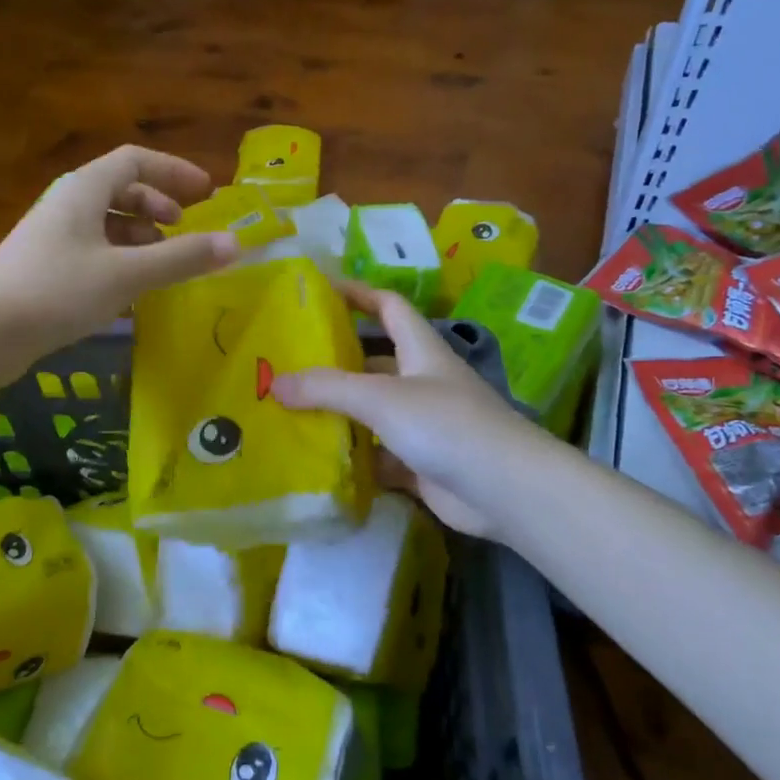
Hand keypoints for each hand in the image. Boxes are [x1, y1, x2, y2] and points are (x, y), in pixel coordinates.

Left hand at [0, 146, 237, 374]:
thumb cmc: (57, 290)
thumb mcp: (127, 274)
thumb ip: (181, 258)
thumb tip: (235, 244)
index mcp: (84, 189)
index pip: (135, 160)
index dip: (173, 171)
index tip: (206, 192)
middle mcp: (67, 204)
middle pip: (121, 189)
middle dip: (157, 206)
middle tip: (184, 230)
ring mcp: (53, 236)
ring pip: (107, 223)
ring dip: (140, 236)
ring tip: (163, 264)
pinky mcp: (45, 267)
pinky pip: (94, 250)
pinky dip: (120, 260)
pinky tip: (131, 289)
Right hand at [273, 284, 546, 540]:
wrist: (505, 490)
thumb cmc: (445, 425)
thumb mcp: (381, 397)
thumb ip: (327, 388)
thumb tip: (274, 382)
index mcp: (421, 350)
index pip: (390, 307)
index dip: (359, 293)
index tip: (321, 289)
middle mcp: (423, 382)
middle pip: (374, 361)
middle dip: (336, 361)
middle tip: (287, 363)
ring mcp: (424, 425)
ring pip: (373, 411)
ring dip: (340, 412)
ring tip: (289, 412)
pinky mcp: (421, 464)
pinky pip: (379, 454)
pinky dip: (354, 456)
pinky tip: (318, 460)